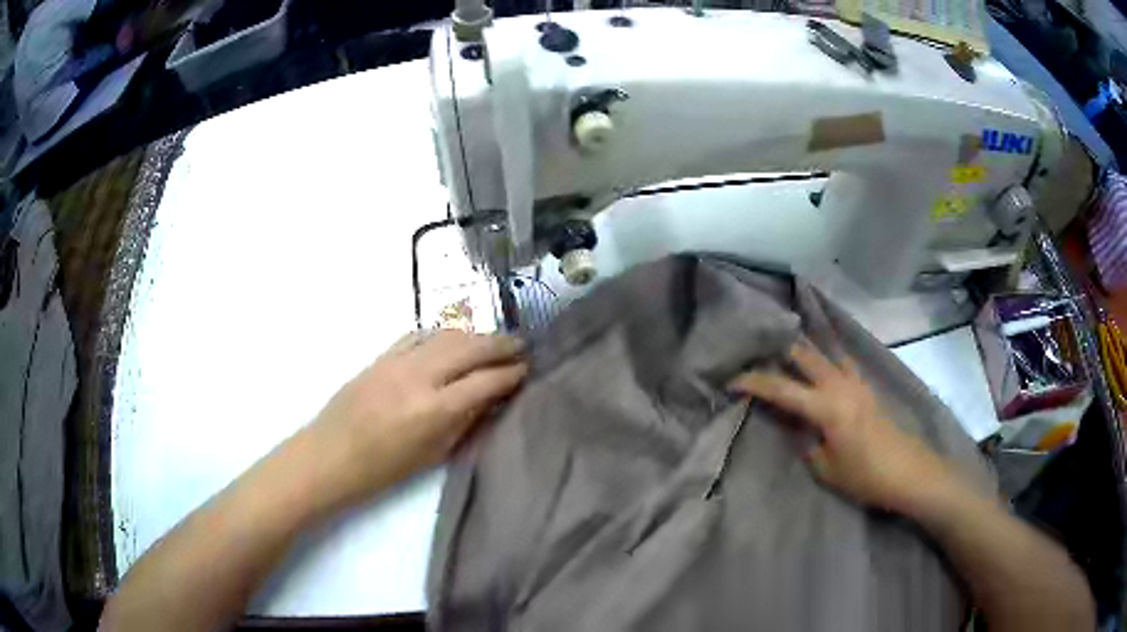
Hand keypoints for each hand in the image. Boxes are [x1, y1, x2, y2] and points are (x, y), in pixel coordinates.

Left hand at [307, 330, 526, 504]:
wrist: (331, 454)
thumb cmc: (383, 469)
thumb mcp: (433, 454)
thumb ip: (465, 422)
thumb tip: (492, 398)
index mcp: (435, 409)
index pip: (485, 381)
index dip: (511, 373)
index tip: (527, 370)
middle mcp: (420, 377)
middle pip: (470, 348)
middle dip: (501, 345)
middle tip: (521, 346)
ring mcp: (399, 361)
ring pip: (447, 335)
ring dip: (475, 335)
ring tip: (492, 342)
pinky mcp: (382, 355)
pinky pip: (419, 335)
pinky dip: (442, 334)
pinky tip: (452, 339)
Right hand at [728, 342, 954, 511]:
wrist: (907, 471)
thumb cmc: (864, 476)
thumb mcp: (825, 468)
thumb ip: (805, 442)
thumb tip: (796, 426)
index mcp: (825, 406)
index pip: (781, 388)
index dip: (754, 381)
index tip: (731, 380)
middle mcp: (839, 385)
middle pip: (804, 355)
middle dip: (778, 350)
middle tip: (756, 352)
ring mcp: (856, 381)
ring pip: (824, 353)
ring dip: (802, 350)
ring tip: (783, 349)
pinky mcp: (866, 386)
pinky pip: (840, 362)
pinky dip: (825, 357)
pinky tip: (820, 364)